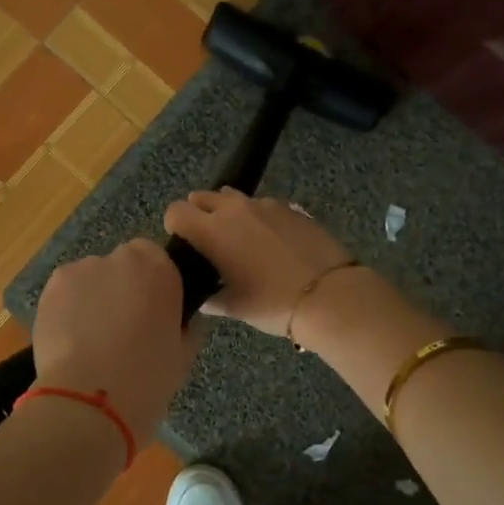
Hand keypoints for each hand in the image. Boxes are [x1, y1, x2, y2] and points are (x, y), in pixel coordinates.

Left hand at [32, 240, 206, 437]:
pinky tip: (71, 340)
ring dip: (94, 298)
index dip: (152, 283)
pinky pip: (66, 293)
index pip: (156, 258)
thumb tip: (184, 321)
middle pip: (122, 265)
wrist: (91, 400)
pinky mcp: (51, 288)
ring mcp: (81, 270)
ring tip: (92, 339)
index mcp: (159, 268)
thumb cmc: (148, 378)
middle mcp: (120, 258)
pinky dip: (69, 309)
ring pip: (91, 278)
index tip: (152, 311)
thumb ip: (187, 326)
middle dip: (122, 288)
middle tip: (123, 326)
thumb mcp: (184, 354)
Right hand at [163, 189, 354, 335]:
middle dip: (198, 213)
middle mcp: (234, 209)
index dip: (174, 225)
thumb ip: (213, 299)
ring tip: (239, 238)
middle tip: (207, 240)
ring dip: (228, 211)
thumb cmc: (272, 303)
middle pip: (202, 197)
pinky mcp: (291, 208)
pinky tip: (269, 241)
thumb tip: (203, 298)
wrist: (329, 295)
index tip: (182, 243)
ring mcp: (265, 204)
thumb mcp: (235, 307)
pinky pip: (263, 205)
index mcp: (212, 231)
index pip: (176, 211)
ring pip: (234, 198)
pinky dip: (258, 217)